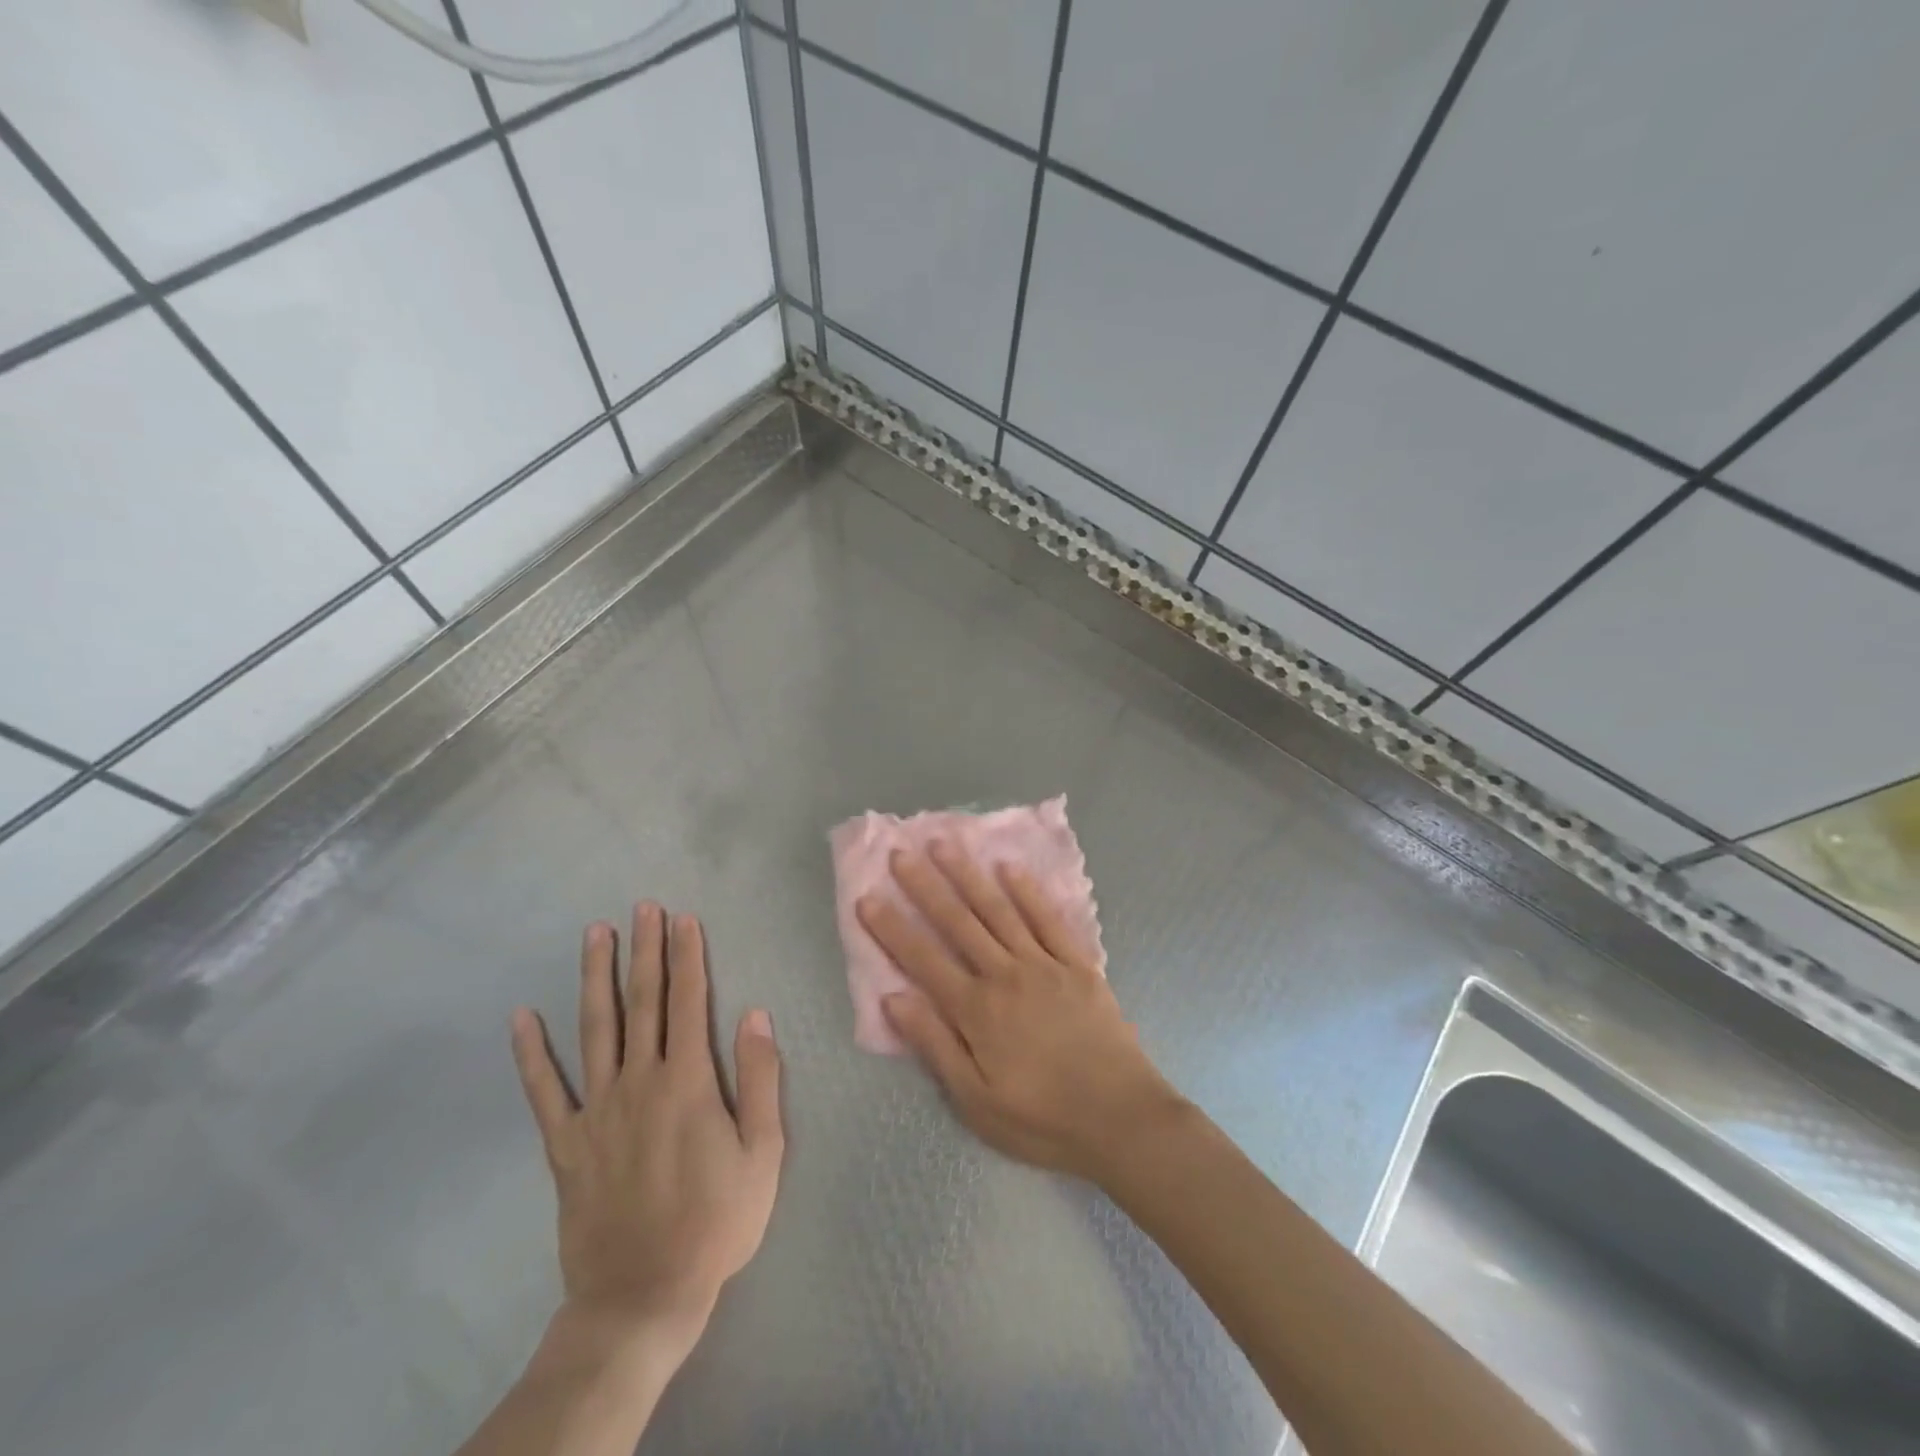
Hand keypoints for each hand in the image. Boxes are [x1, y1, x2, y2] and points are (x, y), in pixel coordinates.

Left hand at [511, 903, 784, 1355]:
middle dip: (645, 950)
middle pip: (643, 1002)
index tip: (683, 918)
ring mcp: (597, 1110)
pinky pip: (544, 1091)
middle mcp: (640, 1081)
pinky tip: (522, 1017)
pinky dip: (531, 1053)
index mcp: (689, 1081)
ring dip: (596, 977)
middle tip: (642, 907)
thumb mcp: (763, 1152)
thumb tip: (755, 1013)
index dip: (687, 956)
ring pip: (595, 1029)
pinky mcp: (566, 1143)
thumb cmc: (716, 1221)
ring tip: (595, 934)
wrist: (644, 1295)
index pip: (689, 1001)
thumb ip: (761, 1078)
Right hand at [858, 843, 1185, 1181]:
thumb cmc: (1043, 1119)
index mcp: (976, 1010)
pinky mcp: (1078, 964)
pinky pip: (1048, 919)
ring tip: (944, 844)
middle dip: (925, 886)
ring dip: (969, 875)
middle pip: (958, 923)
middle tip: (900, 853)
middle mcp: (1005, 975)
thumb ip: (934, 1045)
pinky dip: (1028, 891)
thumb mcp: (976, 1101)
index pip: (923, 959)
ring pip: (998, 910)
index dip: (892, 928)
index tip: (868, 897)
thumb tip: (893, 998)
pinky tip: (1009, 867)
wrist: (1122, 1118)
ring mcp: (1044, 964)